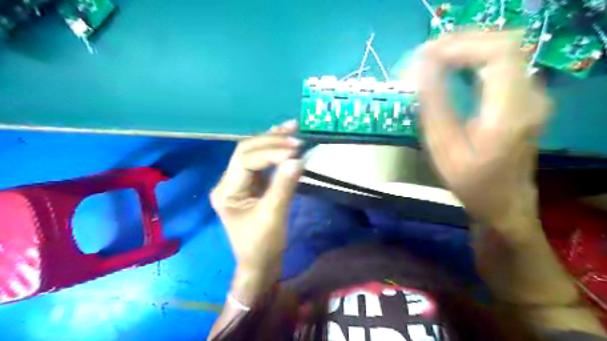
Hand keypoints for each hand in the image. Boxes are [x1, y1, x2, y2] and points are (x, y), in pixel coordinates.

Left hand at [212, 122, 302, 280]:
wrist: (261, 264)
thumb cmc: (262, 245)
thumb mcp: (273, 216)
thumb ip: (284, 186)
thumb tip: (298, 159)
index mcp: (226, 191)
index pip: (246, 160)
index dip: (270, 153)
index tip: (294, 151)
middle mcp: (229, 182)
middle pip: (246, 151)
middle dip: (271, 141)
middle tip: (295, 137)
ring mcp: (240, 182)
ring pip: (254, 153)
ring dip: (273, 140)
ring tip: (292, 127)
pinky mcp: (253, 185)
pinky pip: (262, 162)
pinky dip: (275, 150)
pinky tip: (285, 139)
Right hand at [413, 31, 550, 228]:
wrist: (505, 202)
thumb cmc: (471, 182)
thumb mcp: (443, 150)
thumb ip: (433, 107)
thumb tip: (419, 70)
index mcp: (508, 114)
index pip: (496, 55)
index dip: (460, 46)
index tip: (425, 55)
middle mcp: (530, 97)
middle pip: (503, 44)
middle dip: (461, 42)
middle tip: (425, 54)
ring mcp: (532, 95)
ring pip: (504, 50)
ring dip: (467, 48)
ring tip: (434, 59)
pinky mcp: (526, 97)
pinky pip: (502, 63)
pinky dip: (475, 58)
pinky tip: (453, 68)